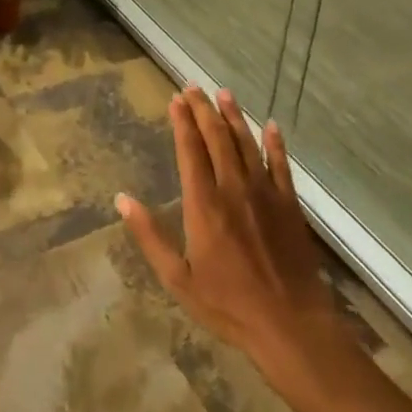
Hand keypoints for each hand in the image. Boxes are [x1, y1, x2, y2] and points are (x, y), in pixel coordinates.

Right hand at [117, 87, 349, 387]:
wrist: (290, 324)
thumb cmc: (228, 305)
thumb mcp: (178, 278)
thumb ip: (150, 235)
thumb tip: (122, 199)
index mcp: (204, 204)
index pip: (190, 150)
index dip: (182, 122)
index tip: (175, 99)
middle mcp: (234, 188)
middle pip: (217, 138)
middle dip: (204, 110)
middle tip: (193, 87)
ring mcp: (265, 193)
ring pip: (247, 144)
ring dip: (234, 116)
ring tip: (223, 93)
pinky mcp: (290, 205)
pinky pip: (281, 165)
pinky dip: (275, 143)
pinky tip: (271, 126)